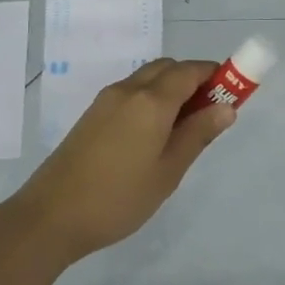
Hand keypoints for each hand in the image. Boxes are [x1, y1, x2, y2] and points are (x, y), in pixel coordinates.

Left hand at [5, 58, 235, 261]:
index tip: (232, 93)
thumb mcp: (169, 170)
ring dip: (170, 89)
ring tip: (181, 130)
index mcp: (151, 100)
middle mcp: (128, 90)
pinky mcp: (92, 115)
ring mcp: (106, 100)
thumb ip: (198, 134)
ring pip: (147, 79)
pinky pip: (130, 93)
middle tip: (208, 114)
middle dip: (193, 80)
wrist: (51, 216)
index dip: (215, 75)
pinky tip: (152, 136)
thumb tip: (226, 107)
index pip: (190, 71)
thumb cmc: (119, 197)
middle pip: (168, 68)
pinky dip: (150, 99)